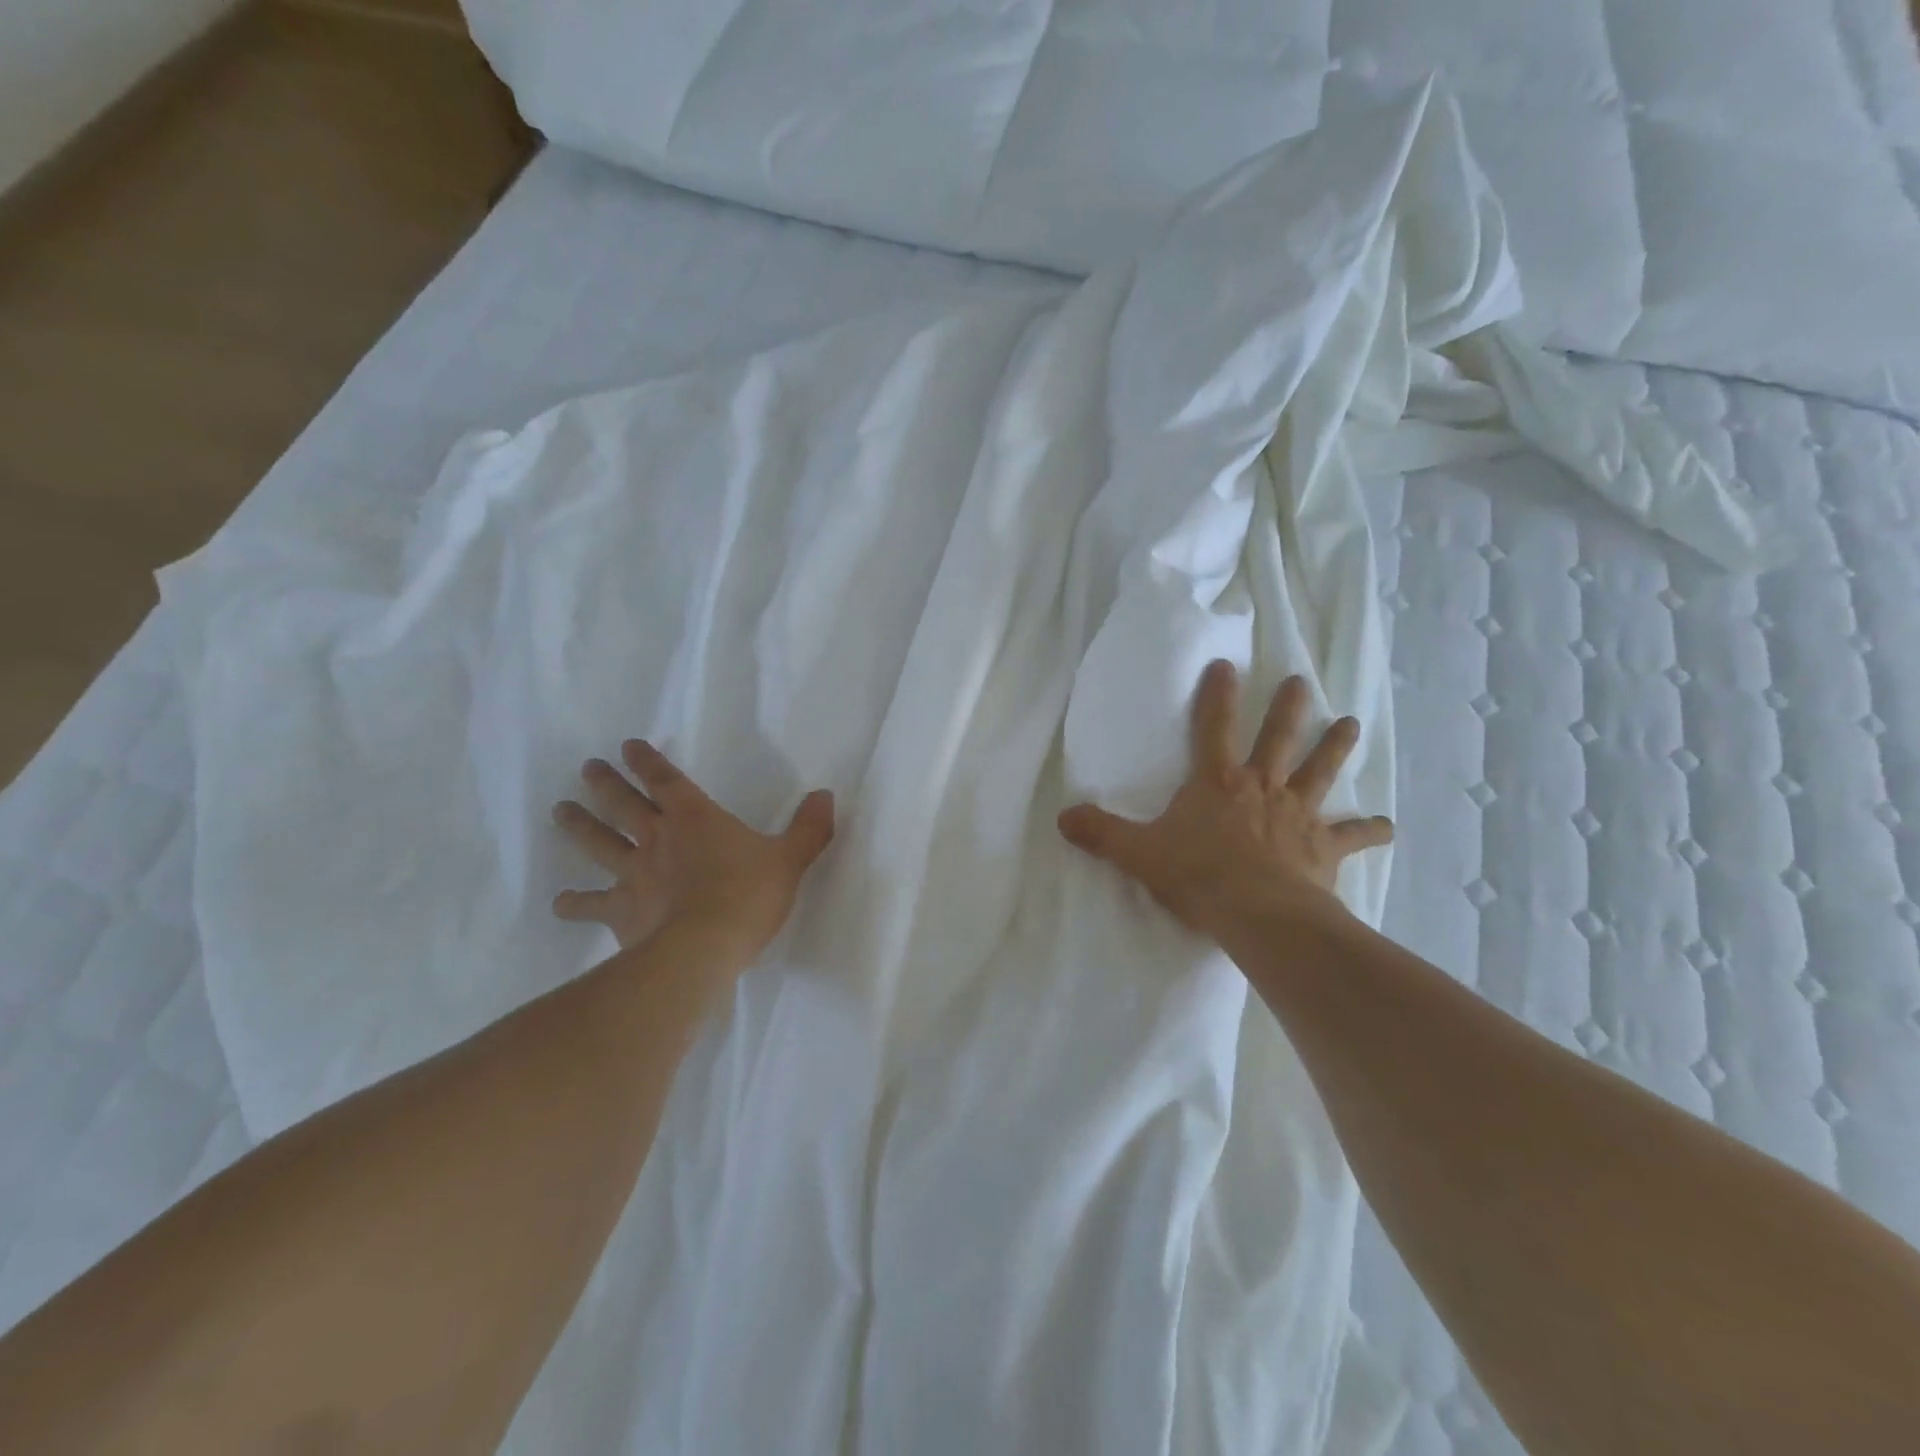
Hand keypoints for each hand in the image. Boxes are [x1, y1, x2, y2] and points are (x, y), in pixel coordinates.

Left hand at [551, 740, 834, 961]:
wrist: (703, 947)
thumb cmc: (748, 896)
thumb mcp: (790, 859)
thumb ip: (810, 827)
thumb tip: (825, 795)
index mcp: (695, 818)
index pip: (665, 780)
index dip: (647, 762)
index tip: (628, 746)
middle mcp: (657, 838)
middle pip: (623, 804)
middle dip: (606, 784)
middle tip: (587, 769)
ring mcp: (634, 874)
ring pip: (599, 843)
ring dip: (579, 826)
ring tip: (560, 810)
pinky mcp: (621, 911)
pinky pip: (592, 904)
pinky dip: (575, 903)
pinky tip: (562, 903)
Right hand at [1058, 662, 1391, 939]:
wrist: (1260, 914)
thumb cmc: (1199, 877)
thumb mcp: (1139, 854)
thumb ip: (1101, 833)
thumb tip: (1062, 817)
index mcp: (1217, 783)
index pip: (1214, 727)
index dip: (1218, 695)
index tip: (1227, 665)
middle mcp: (1261, 787)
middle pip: (1277, 738)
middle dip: (1287, 708)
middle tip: (1300, 682)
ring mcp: (1297, 814)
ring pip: (1319, 770)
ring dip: (1335, 747)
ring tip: (1350, 723)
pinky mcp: (1323, 847)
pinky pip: (1351, 835)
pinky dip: (1370, 830)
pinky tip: (1388, 826)